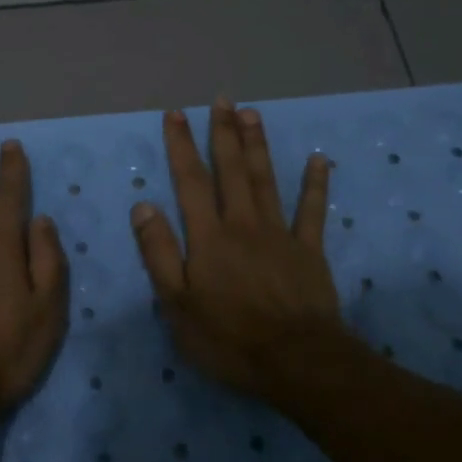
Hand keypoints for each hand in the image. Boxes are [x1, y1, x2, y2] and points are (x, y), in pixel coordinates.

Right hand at [130, 98, 347, 400]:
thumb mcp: (177, 304)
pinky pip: (313, 210)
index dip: (182, 146)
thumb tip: (143, 205)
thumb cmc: (228, 338)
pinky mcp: (309, 250)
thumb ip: (160, 252)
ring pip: (267, 180)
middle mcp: (243, 224)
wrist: (296, 361)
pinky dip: (315, 184)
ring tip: (252, 113)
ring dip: (258, 145)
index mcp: (209, 237)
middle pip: (232, 170)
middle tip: (222, 100)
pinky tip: (318, 158)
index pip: (190, 181)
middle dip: (224, 133)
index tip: (176, 115)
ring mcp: (279, 234)